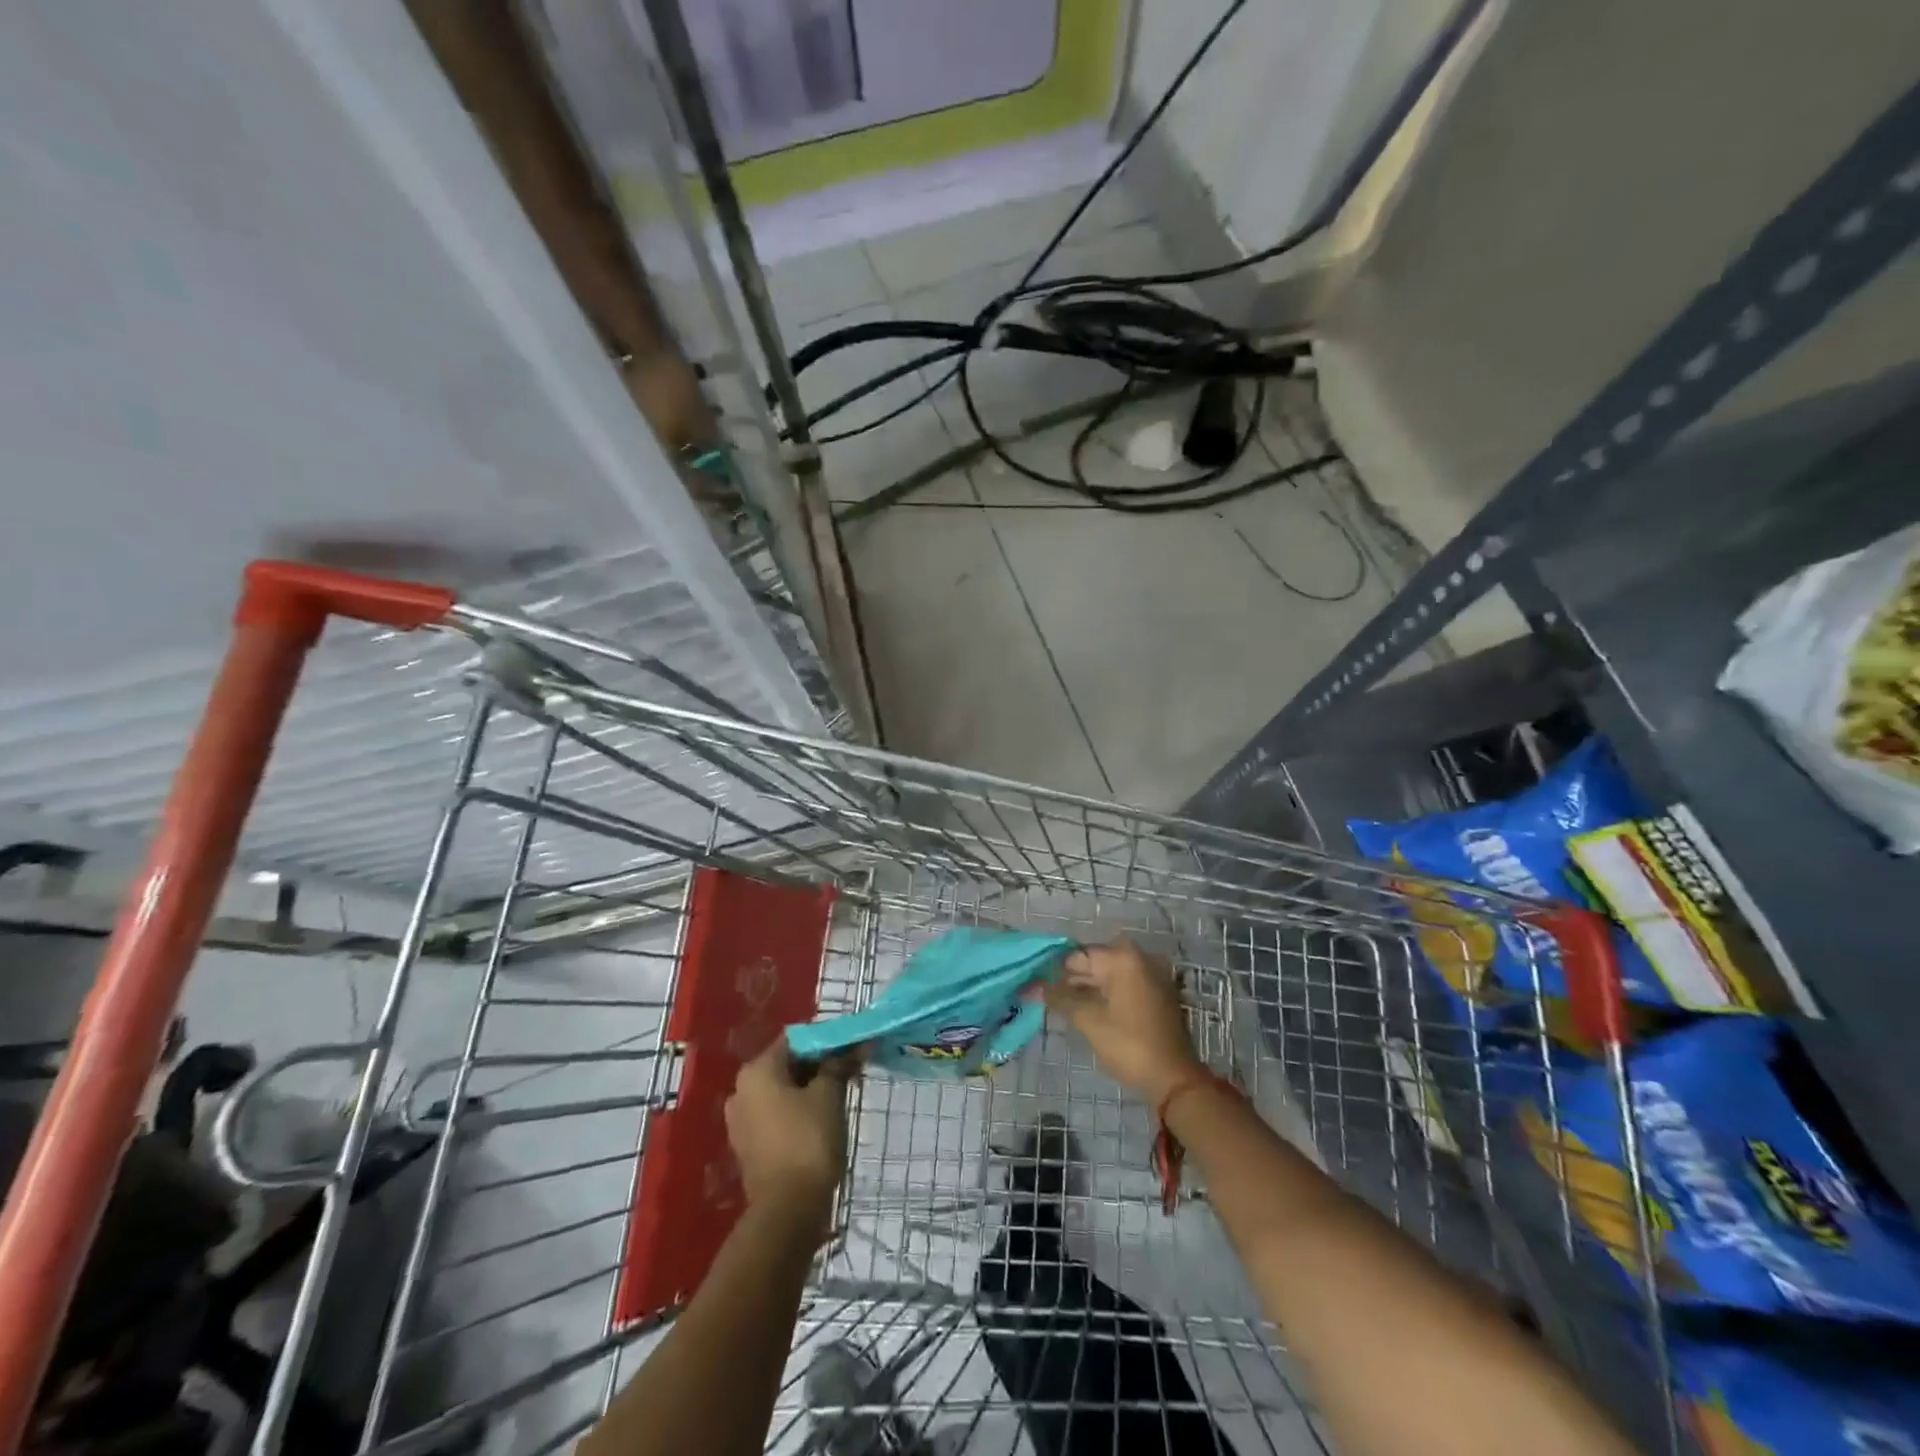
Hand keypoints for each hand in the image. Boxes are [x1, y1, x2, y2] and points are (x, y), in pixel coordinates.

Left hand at [725, 1042, 852, 1212]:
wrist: (788, 1210)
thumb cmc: (809, 1141)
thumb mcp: (829, 1095)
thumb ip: (839, 1064)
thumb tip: (856, 1044)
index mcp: (756, 1071)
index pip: (795, 1040)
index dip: (825, 1040)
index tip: (851, 1047)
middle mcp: (741, 1090)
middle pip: (786, 1064)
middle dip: (819, 1065)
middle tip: (850, 1070)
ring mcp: (741, 1121)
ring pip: (782, 1091)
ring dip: (810, 1088)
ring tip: (840, 1094)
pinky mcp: (748, 1146)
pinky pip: (776, 1115)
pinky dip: (797, 1111)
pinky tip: (821, 1119)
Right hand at [1045, 942, 1204, 1104]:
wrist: (1173, 1079)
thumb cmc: (1129, 1045)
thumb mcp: (1089, 1021)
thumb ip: (1061, 998)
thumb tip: (1037, 986)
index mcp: (1123, 958)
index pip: (1078, 956)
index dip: (1055, 970)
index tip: (1036, 985)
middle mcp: (1139, 958)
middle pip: (1094, 963)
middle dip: (1070, 980)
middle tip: (1045, 998)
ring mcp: (1150, 975)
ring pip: (1108, 976)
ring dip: (1086, 989)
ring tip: (1061, 1007)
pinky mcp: (1156, 993)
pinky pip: (1122, 986)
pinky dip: (1104, 995)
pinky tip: (1086, 1011)